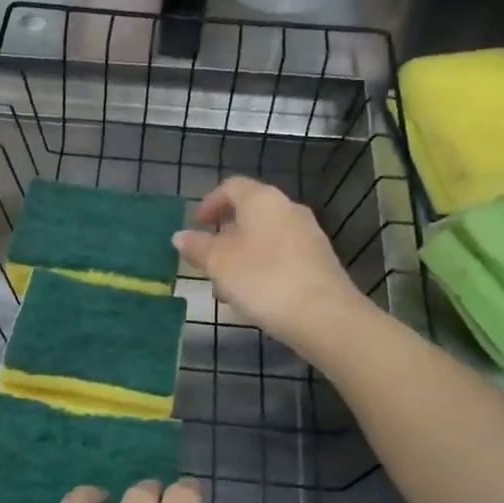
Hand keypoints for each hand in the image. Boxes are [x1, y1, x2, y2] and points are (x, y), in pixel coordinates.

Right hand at [173, 176, 373, 359]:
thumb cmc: (263, 279)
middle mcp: (288, 208)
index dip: (209, 203)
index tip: (195, 225)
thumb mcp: (218, 264)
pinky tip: (254, 296)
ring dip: (242, 255)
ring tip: (226, 287)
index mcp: (262, 200)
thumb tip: (180, 236)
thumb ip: (197, 247)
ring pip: (265, 237)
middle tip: (206, 259)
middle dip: (224, 235)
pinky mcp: (319, 260)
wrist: (323, 315)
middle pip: (250, 213)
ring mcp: (308, 234)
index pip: (231, 187)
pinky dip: (262, 267)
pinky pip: (282, 255)